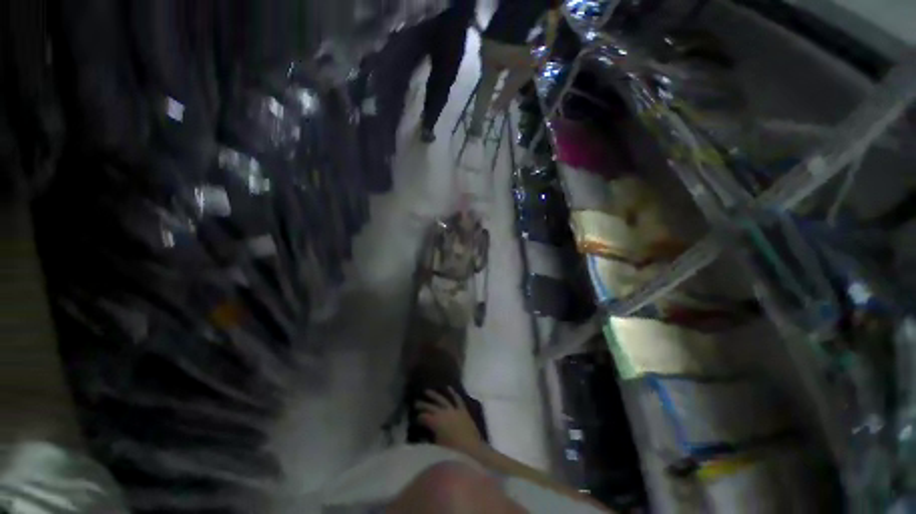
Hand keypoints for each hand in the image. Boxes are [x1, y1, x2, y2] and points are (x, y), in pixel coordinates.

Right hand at [417, 388, 484, 455]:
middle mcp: (444, 412)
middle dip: (422, 405)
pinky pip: (457, 399)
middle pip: (431, 406)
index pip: (423, 417)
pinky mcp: (463, 411)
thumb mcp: (436, 448)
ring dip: (434, 395)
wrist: (473, 452)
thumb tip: (422, 435)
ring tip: (427, 391)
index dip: (418, 418)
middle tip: (415, 403)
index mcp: (435, 422)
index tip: (413, 420)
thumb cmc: (452, 453)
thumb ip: (429, 439)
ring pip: (442, 399)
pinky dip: (453, 393)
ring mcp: (454, 410)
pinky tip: (449, 388)